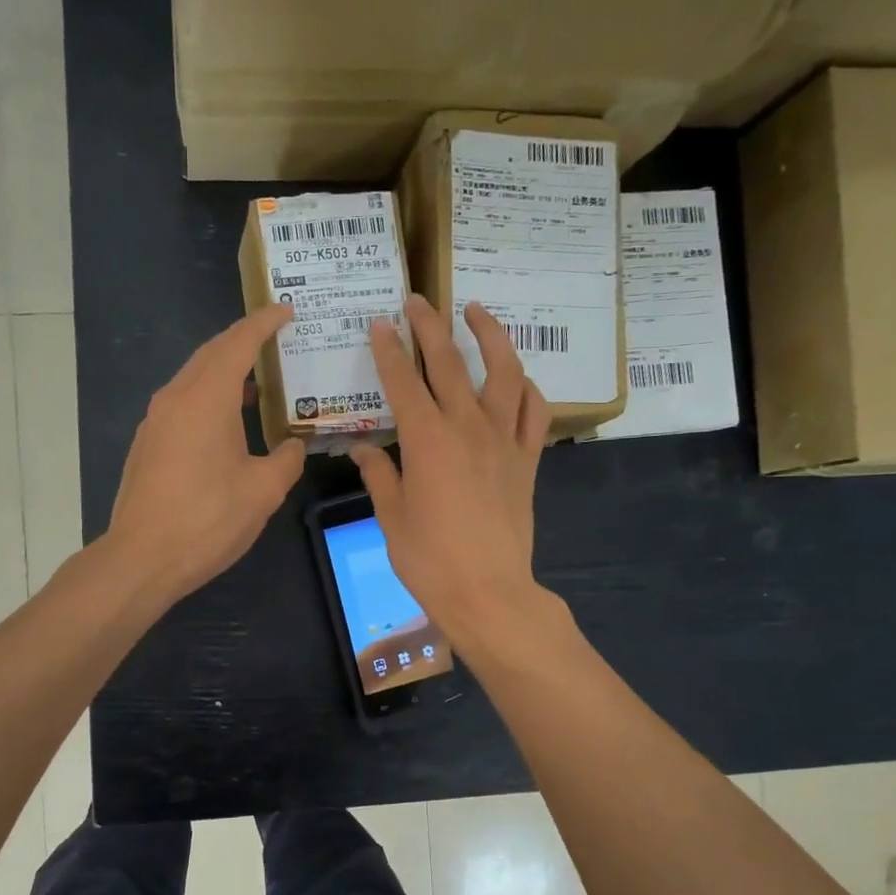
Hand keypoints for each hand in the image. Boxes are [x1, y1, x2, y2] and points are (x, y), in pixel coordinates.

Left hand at [105, 307, 305, 605]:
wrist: (142, 558)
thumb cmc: (207, 520)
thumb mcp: (263, 491)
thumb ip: (287, 460)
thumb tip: (294, 445)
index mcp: (206, 399)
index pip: (238, 344)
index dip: (263, 324)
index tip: (286, 310)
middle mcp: (175, 398)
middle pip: (211, 354)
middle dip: (243, 341)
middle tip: (277, 339)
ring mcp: (155, 420)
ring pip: (194, 378)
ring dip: (226, 372)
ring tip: (260, 381)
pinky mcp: (148, 443)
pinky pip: (183, 403)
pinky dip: (210, 396)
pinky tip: (229, 421)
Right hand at [349, 297, 548, 646]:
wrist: (489, 592)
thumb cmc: (430, 560)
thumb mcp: (391, 517)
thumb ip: (379, 475)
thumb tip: (362, 449)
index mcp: (427, 441)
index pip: (404, 383)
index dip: (388, 351)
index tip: (379, 325)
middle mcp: (468, 428)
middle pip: (450, 365)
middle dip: (430, 328)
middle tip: (417, 301)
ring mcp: (504, 441)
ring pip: (503, 373)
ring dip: (489, 337)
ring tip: (477, 312)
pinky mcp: (528, 460)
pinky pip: (533, 411)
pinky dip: (526, 388)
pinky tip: (517, 377)